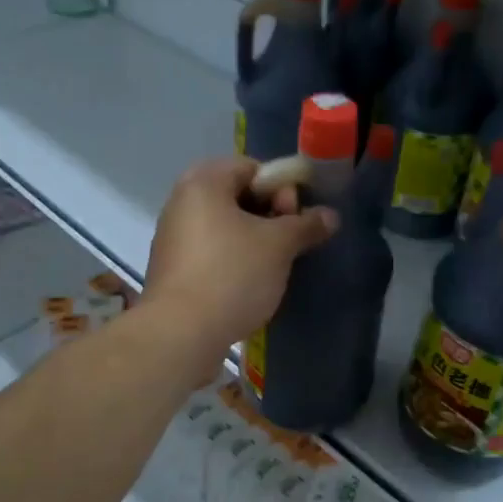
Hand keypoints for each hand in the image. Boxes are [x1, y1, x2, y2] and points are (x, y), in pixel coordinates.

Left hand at [141, 157, 337, 365]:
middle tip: (289, 243)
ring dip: (255, 241)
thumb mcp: (279, 246)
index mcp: (203, 182)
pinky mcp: (173, 268)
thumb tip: (330, 216)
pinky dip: (234, 260)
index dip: (282, 188)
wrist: (180, 333)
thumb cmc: (232, 274)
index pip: (253, 168)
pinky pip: (212, 252)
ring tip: (275, 266)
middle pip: (239, 196)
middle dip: (270, 216)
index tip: (296, 217)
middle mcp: (182, 201)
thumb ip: (306, 225)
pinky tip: (251, 284)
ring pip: (226, 226)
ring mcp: (173, 236)